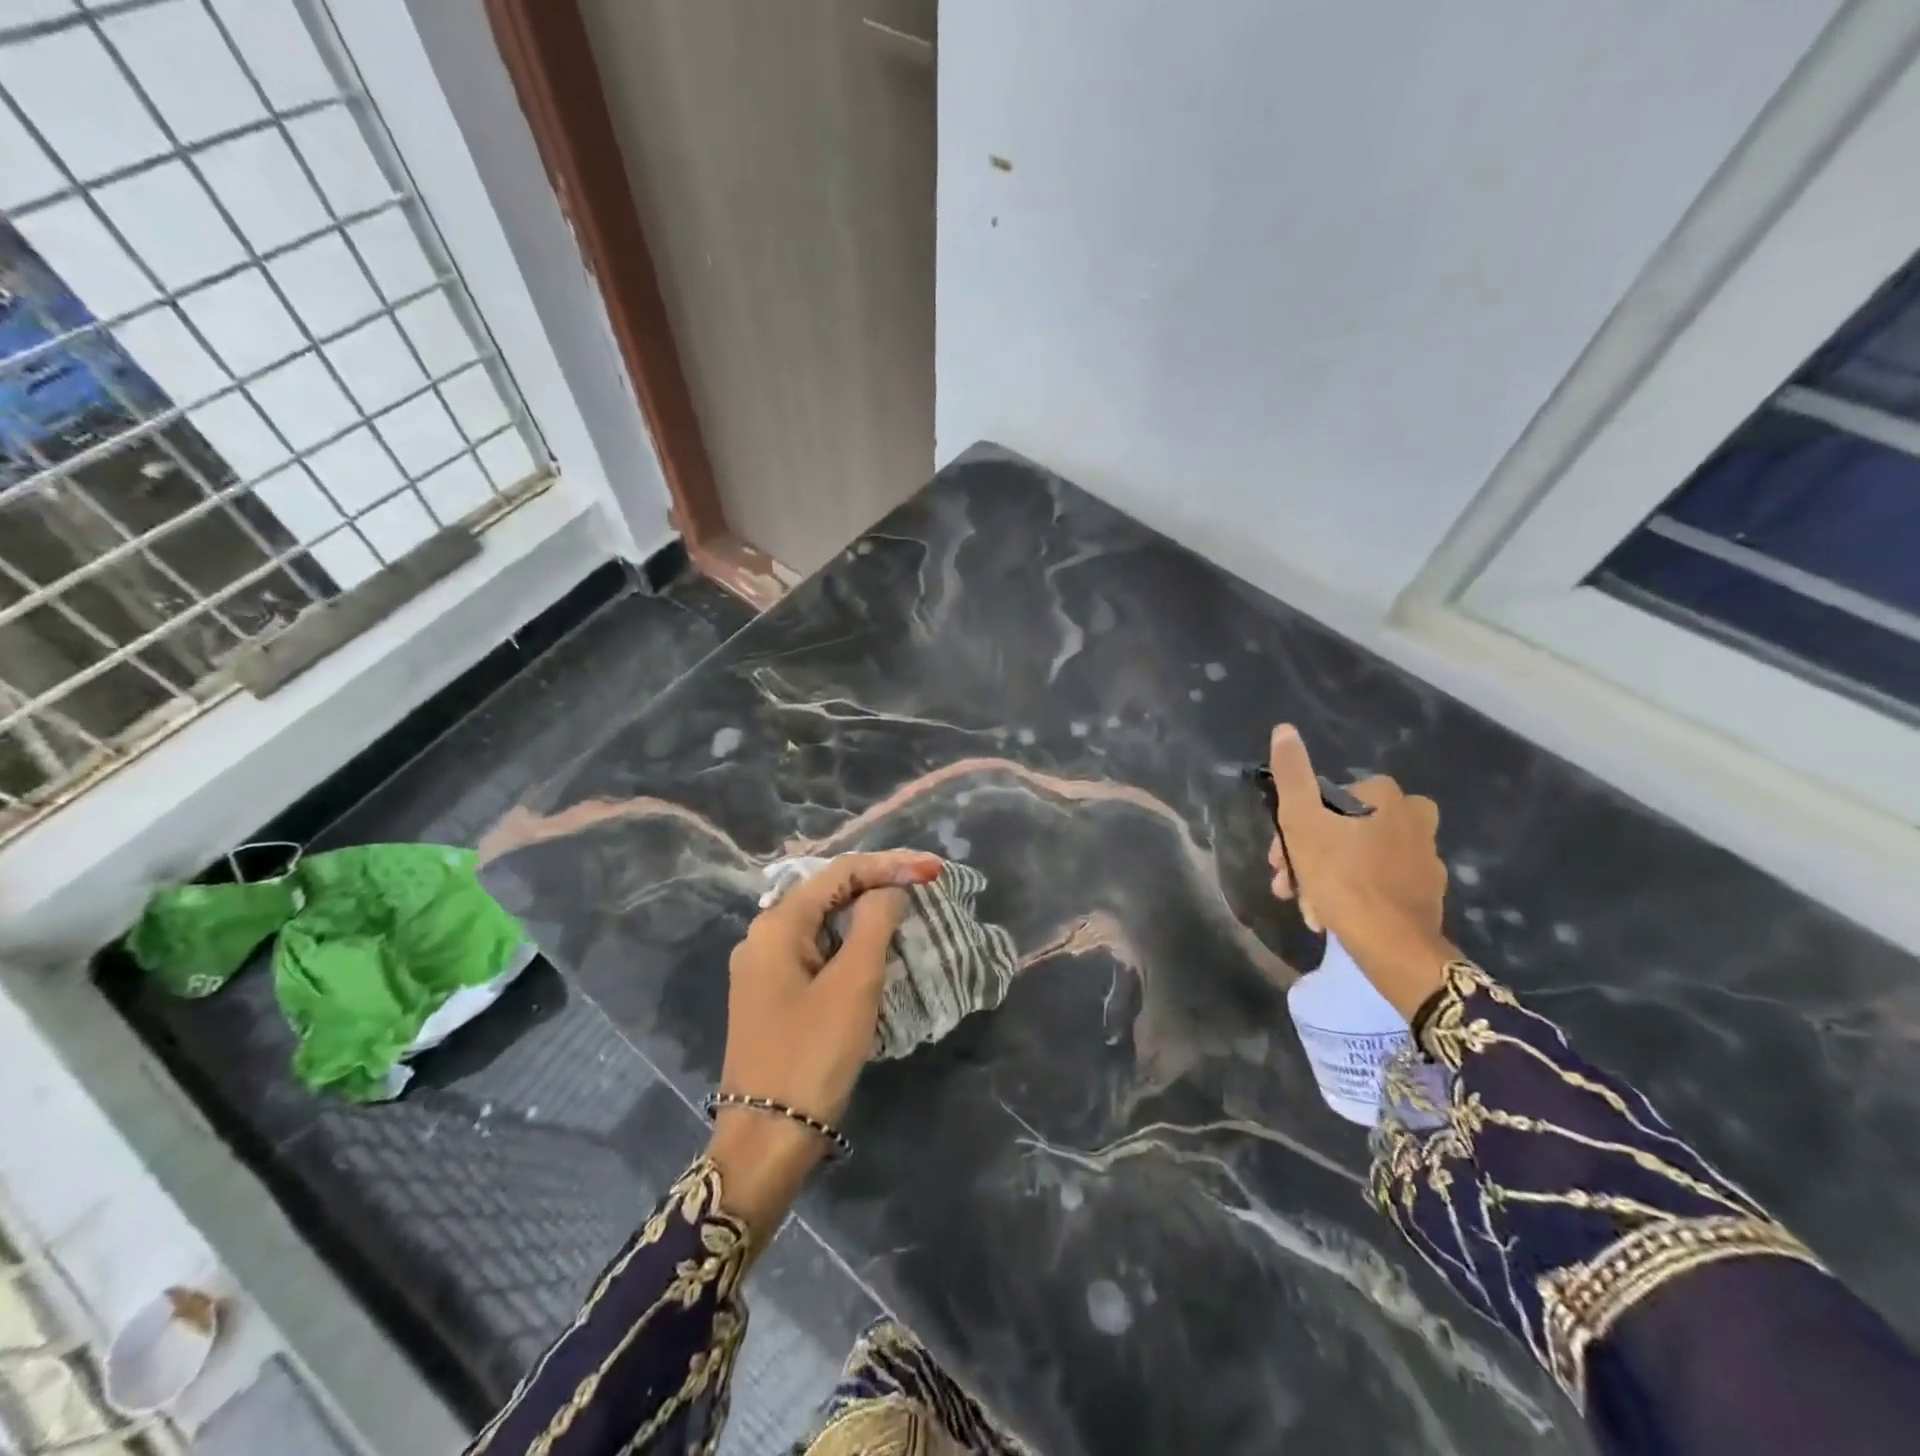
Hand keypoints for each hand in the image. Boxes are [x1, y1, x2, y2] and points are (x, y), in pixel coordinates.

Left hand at [708, 849, 943, 1243]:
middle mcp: (764, 936)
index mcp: (777, 925)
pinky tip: (877, 946)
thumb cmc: (812, 1054)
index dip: (889, 864)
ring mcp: (765, 967)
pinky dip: (850, 943)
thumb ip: (874, 923)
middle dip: (878, 884)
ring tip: (909, 908)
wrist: (767, 1139)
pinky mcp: (773, 994)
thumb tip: (890, 890)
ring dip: (865, 913)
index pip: (839, 872)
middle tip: (924, 884)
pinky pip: (817, 950)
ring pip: (823, 922)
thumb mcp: (853, 984)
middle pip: (828, 892)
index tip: (932, 869)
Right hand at [1265, 724, 1455, 1019]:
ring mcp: (1425, 858)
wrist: (1392, 946)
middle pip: (1342, 829)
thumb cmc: (1343, 877)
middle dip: (1308, 856)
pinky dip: (1353, 893)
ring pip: (1358, 857)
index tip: (1280, 857)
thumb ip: (1293, 774)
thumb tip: (1285, 729)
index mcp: (1386, 796)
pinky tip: (1333, 914)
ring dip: (1325, 876)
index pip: (1325, 801)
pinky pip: (1378, 882)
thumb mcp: (1303, 821)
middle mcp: (1414, 818)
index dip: (1295, 827)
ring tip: (1307, 906)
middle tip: (1288, 883)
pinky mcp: (1428, 892)